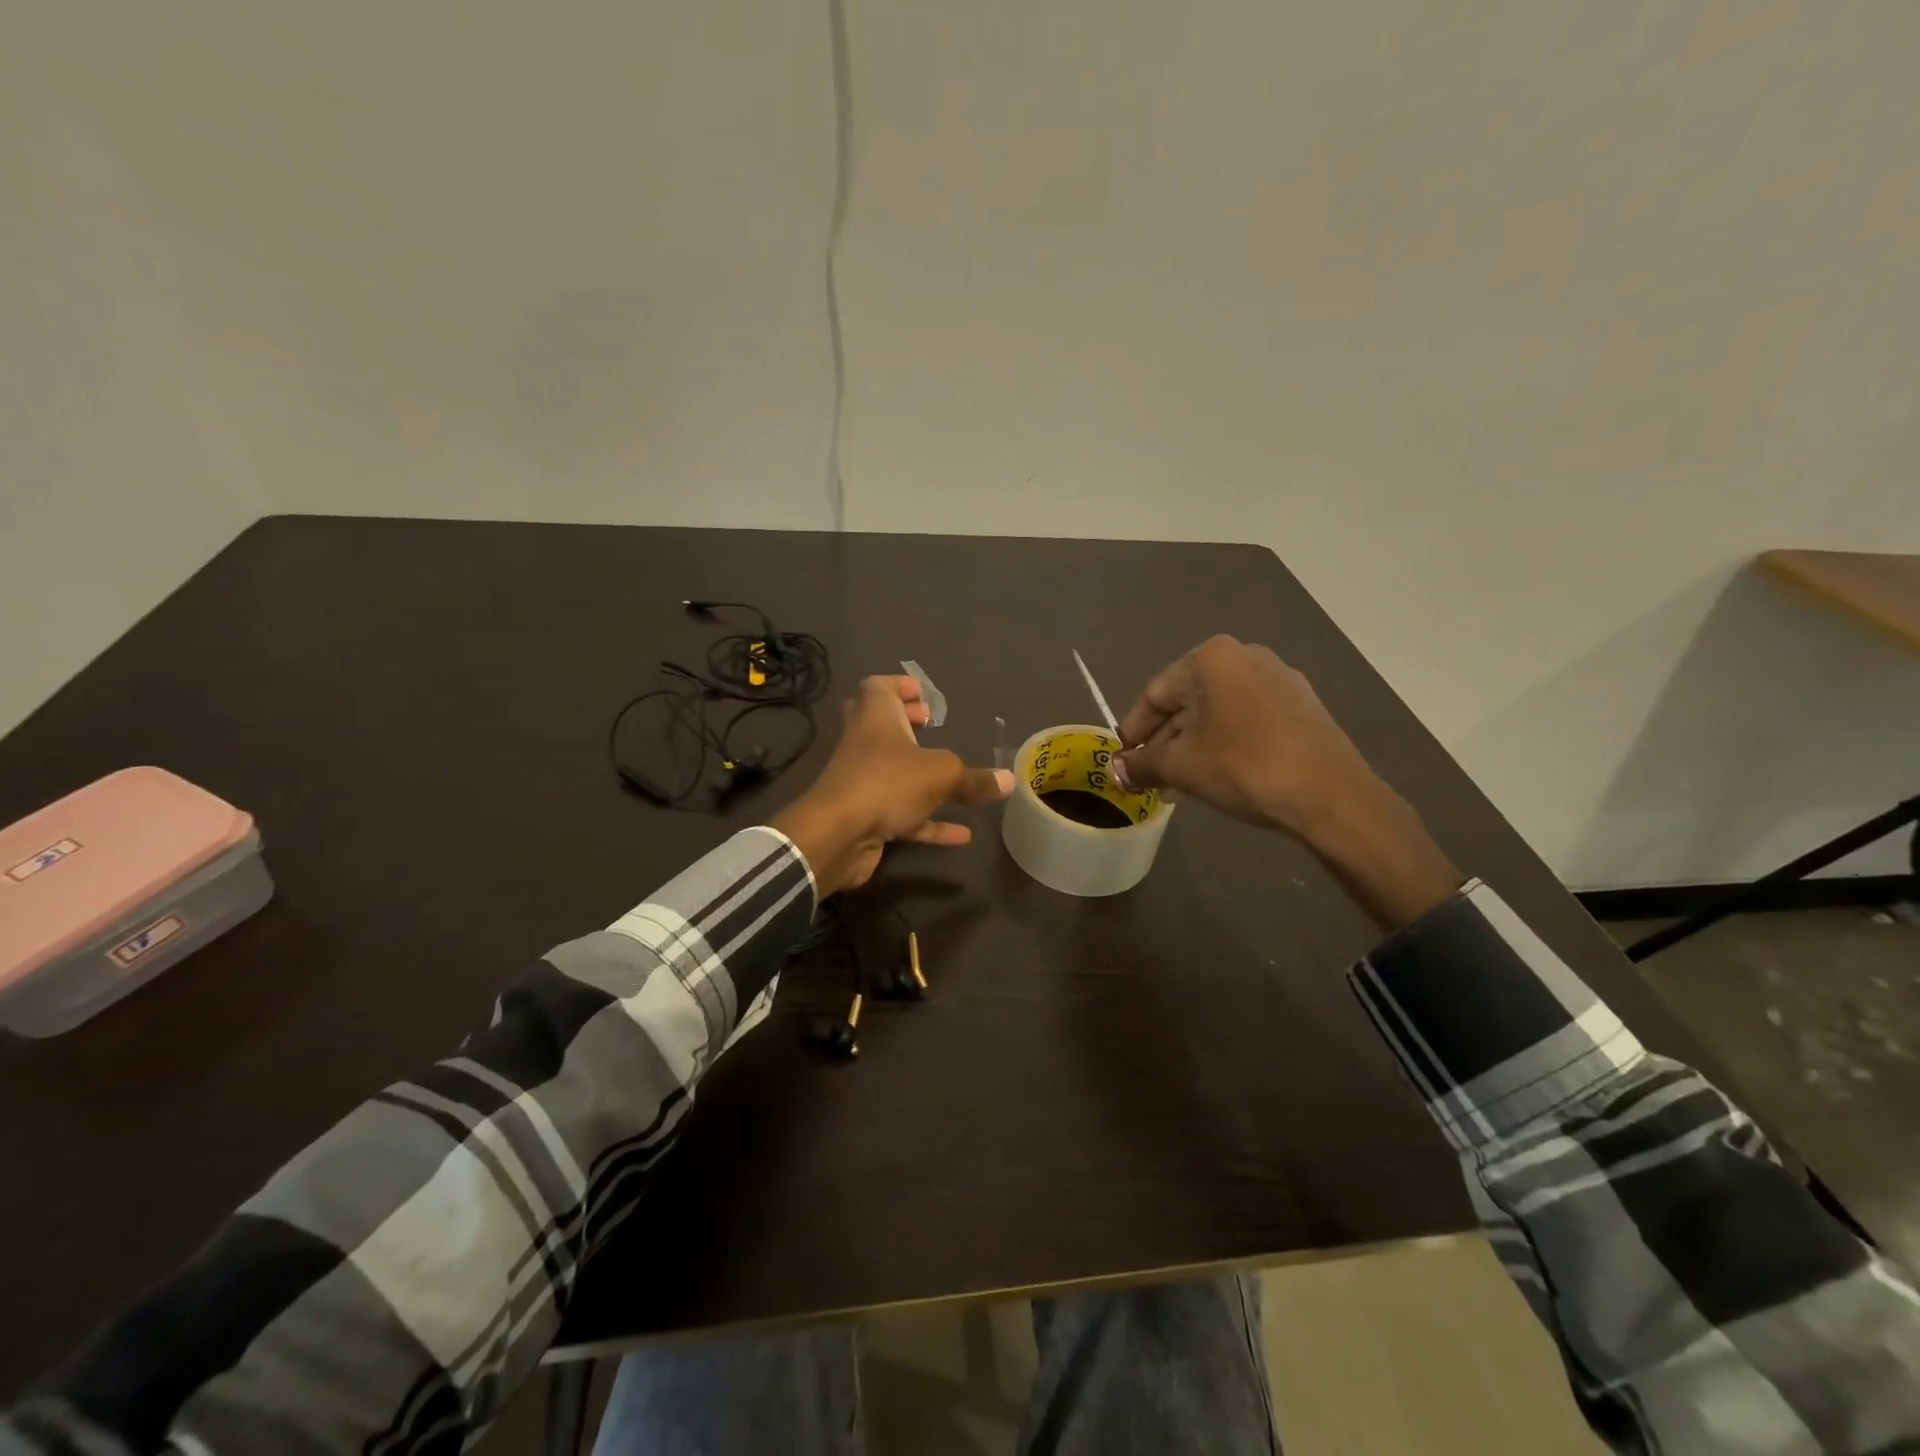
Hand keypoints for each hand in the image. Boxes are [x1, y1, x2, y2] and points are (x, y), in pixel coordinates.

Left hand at [771, 675, 1012, 895]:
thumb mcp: (942, 775)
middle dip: (906, 724)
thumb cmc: (888, 782)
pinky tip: (962, 835)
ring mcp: (863, 783)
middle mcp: (865, 745)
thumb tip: (1009, 780)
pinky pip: (903, 815)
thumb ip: (975, 779)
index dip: (898, 686)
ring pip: (893, 772)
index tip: (922, 694)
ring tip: (954, 778)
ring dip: (920, 774)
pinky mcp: (866, 818)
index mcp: (875, 718)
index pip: (877, 687)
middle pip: (881, 726)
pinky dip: (930, 822)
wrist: (838, 835)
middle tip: (930, 725)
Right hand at [1113, 635, 1388, 838]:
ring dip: (1192, 746)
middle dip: (1163, 741)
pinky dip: (1223, 743)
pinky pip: (1246, 720)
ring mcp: (1279, 680)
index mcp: (1212, 658)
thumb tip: (1116, 771)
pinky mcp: (1301, 706)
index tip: (1122, 758)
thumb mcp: (1182, 767)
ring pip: (1217, 713)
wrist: (1331, 796)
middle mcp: (1246, 657)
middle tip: (1147, 775)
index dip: (1133, 729)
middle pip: (1187, 701)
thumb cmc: (1245, 767)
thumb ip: (1143, 764)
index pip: (1155, 692)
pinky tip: (1214, 775)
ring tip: (1176, 785)